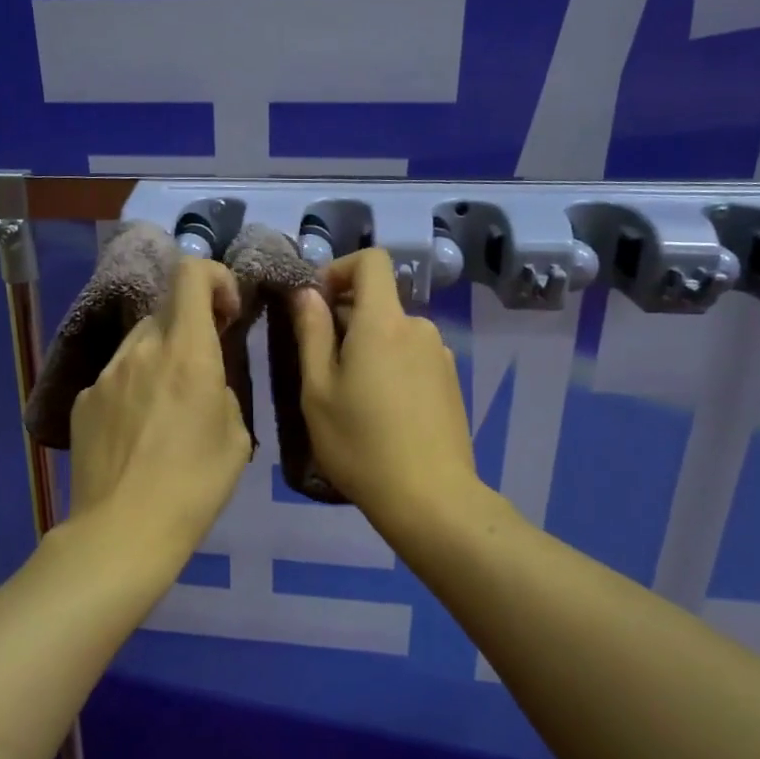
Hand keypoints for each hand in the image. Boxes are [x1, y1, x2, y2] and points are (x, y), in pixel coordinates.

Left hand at [67, 257, 252, 558]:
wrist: (123, 531)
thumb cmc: (194, 486)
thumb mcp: (236, 438)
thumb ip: (221, 391)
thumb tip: (205, 381)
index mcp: (187, 353)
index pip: (191, 274)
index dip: (214, 278)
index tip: (226, 312)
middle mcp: (142, 350)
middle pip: (166, 312)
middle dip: (189, 331)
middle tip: (200, 373)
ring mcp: (105, 374)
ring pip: (139, 345)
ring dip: (159, 360)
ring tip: (165, 411)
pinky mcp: (82, 400)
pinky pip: (115, 378)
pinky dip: (132, 389)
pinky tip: (135, 434)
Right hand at [291, 248, 482, 536]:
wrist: (430, 497)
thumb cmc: (361, 444)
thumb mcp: (318, 390)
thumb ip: (311, 333)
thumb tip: (308, 293)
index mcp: (383, 322)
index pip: (372, 261)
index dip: (340, 269)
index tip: (316, 303)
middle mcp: (419, 327)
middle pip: (379, 302)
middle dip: (346, 319)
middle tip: (322, 367)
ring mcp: (441, 355)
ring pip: (395, 333)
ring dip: (370, 347)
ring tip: (352, 397)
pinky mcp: (452, 381)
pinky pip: (413, 357)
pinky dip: (392, 367)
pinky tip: (383, 413)